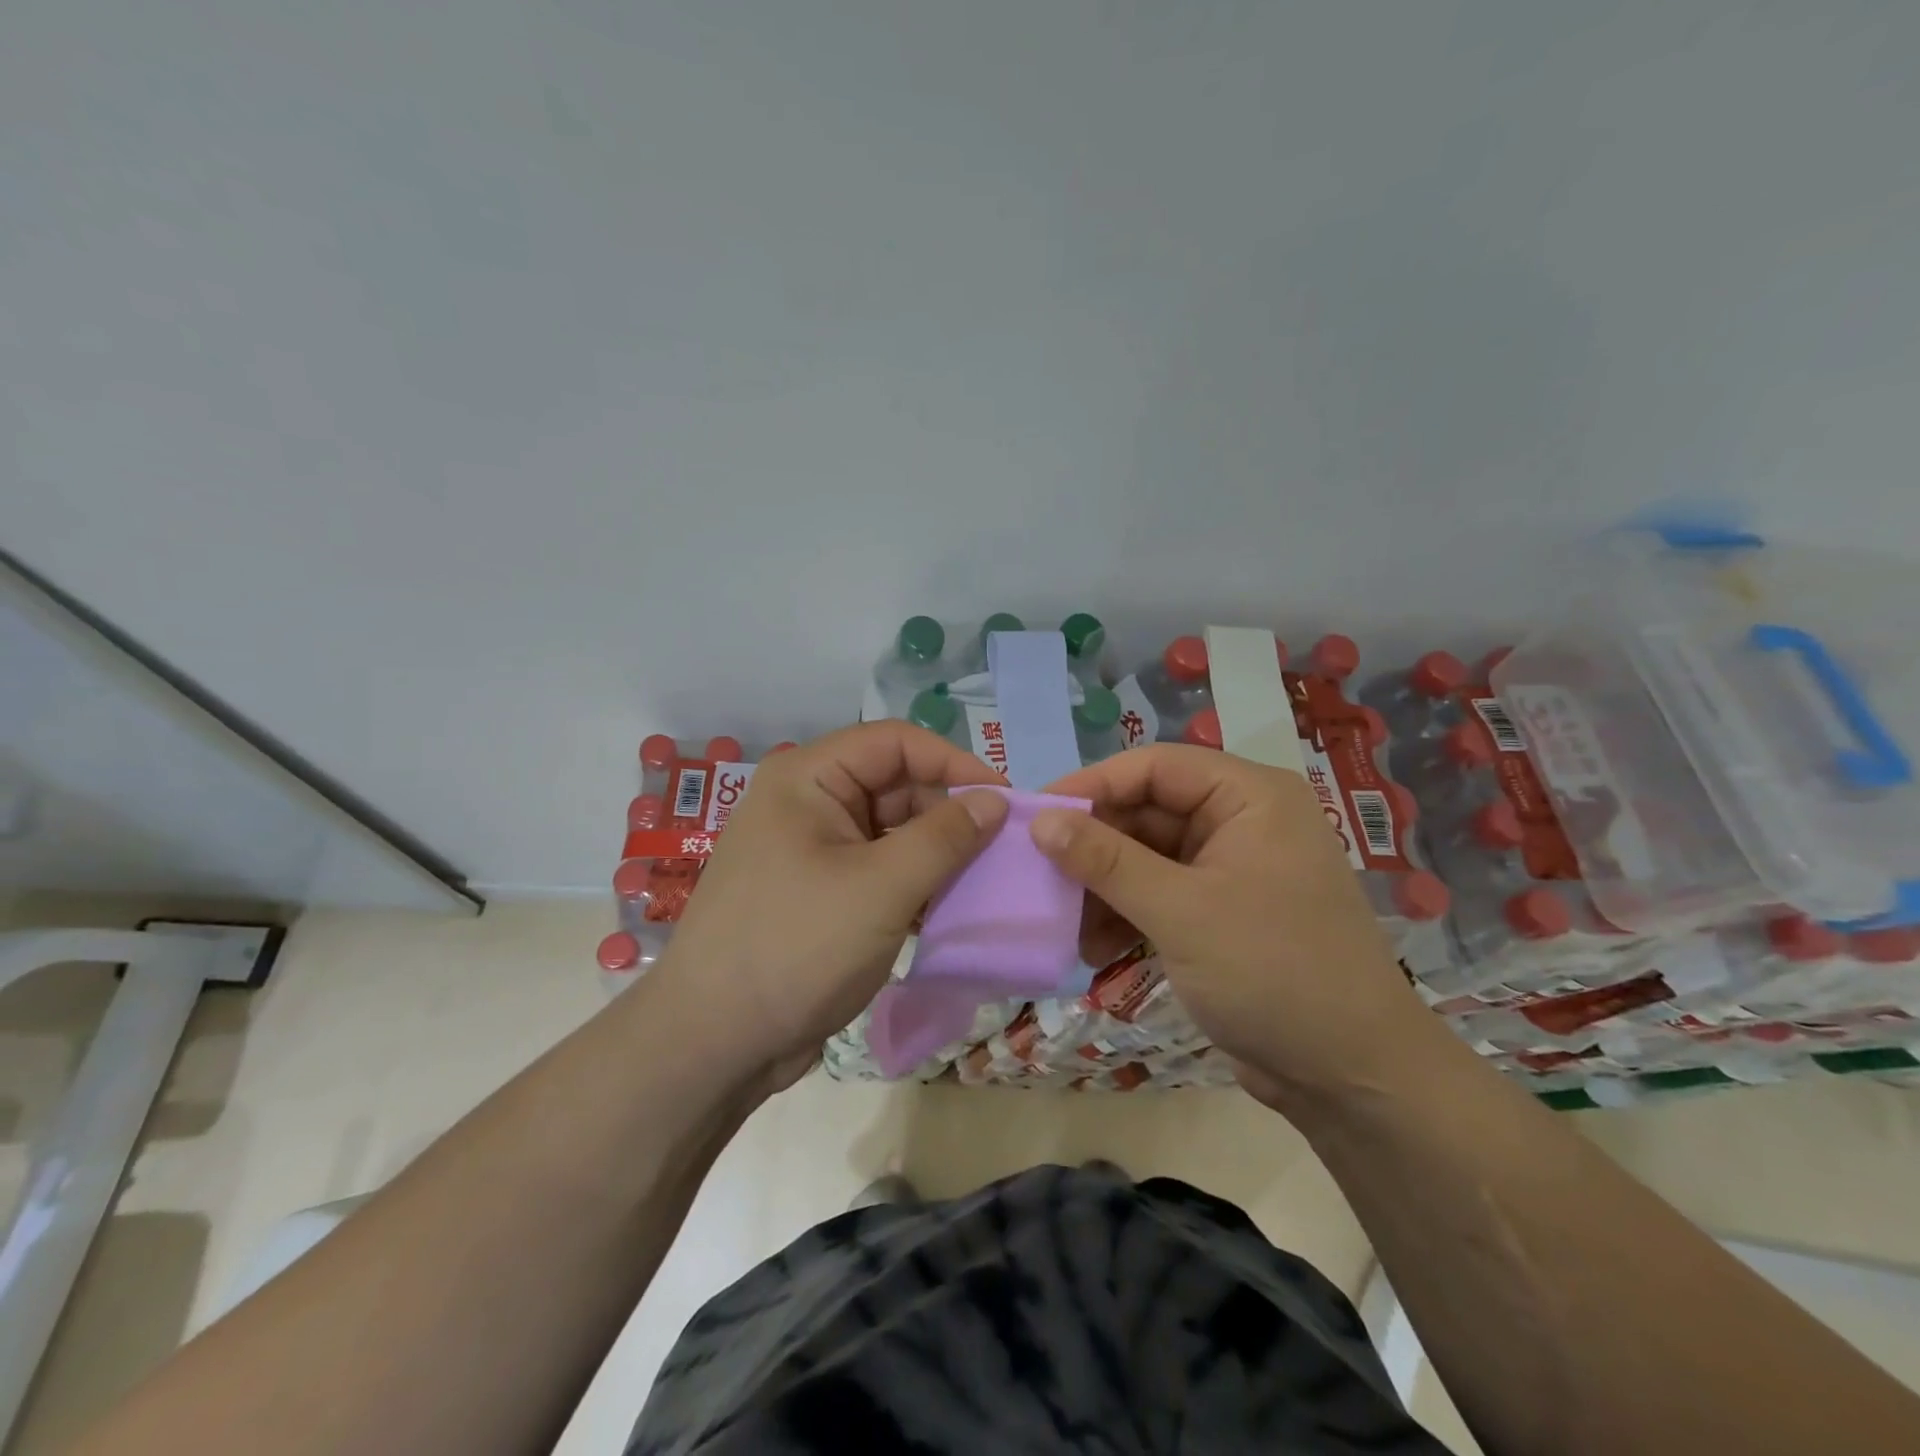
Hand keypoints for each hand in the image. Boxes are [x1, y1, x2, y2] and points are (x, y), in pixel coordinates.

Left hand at [656, 722, 1007, 1089]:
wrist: (713, 1044)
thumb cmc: (796, 948)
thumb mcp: (881, 888)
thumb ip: (945, 838)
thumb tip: (995, 799)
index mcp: (808, 778)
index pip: (895, 742)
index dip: (953, 762)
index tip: (1004, 800)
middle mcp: (808, 803)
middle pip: (895, 784)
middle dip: (948, 812)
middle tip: (1002, 848)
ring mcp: (812, 850)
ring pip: (891, 831)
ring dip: (937, 852)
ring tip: (985, 880)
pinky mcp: (820, 893)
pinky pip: (880, 869)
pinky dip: (915, 882)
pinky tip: (949, 909)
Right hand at [1034, 745, 1434, 1105]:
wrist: (1351, 1077)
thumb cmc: (1272, 972)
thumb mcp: (1179, 911)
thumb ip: (1106, 861)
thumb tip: (1041, 821)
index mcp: (1248, 797)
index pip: (1154, 767)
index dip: (1092, 786)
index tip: (1036, 816)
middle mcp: (1241, 821)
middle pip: (1147, 812)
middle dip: (1094, 848)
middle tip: (1041, 877)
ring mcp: (1231, 868)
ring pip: (1146, 857)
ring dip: (1104, 888)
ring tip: (1066, 924)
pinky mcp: (1221, 912)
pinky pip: (1160, 894)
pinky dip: (1126, 915)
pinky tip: (1095, 949)